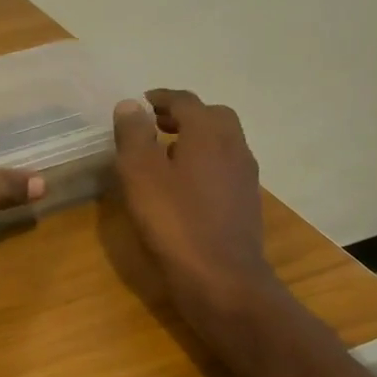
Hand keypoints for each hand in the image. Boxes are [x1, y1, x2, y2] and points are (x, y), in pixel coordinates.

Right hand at [112, 89, 280, 334]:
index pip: (186, 100)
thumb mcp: (140, 174)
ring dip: (196, 138)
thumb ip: (133, 134)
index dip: (162, 97)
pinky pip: (224, 167)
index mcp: (208, 133)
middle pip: (212, 116)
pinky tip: (183, 186)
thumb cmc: (174, 221)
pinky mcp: (245, 202)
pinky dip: (204, 162)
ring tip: (164, 153)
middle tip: (155, 124)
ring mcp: (244, 176)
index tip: (141, 102)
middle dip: (184, 114)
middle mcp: (233, 147)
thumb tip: (130, 105)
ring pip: (222, 142)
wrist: (221, 279)